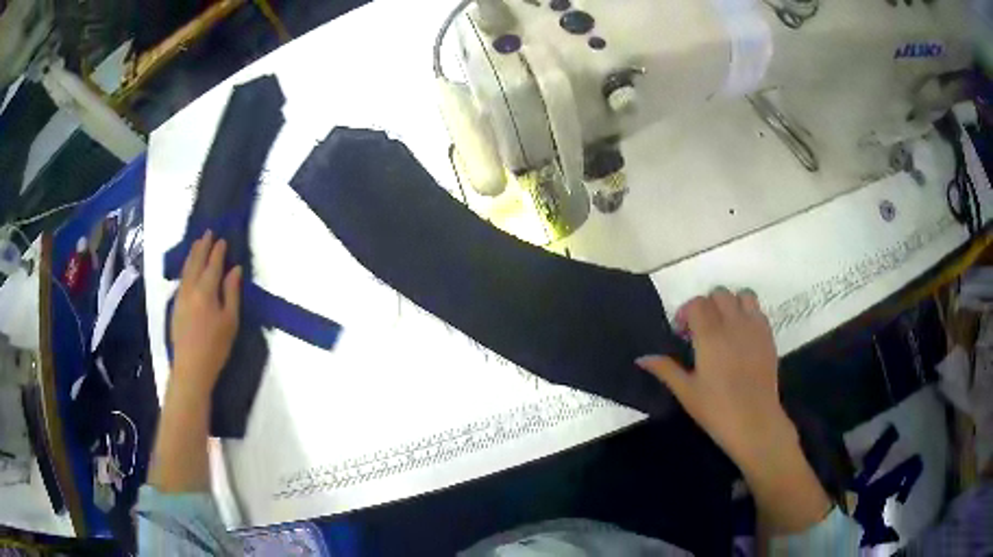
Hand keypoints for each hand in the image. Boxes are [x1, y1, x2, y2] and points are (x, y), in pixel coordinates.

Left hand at [170, 231, 241, 396]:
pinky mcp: (175, 306)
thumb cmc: (215, 346)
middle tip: (207, 233)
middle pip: (196, 262)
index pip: (213, 265)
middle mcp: (191, 288)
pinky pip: (181, 279)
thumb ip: (232, 292)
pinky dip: (186, 268)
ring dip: (192, 254)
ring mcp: (180, 296)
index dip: (218, 251)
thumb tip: (235, 269)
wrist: (191, 368)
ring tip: (197, 244)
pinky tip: (188, 268)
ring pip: (186, 269)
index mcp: (206, 291)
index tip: (222, 239)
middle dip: (202, 247)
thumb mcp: (230, 321)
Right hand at [636, 288, 795, 470]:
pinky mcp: (769, 336)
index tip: (681, 333)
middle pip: (719, 294)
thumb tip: (642, 358)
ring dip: (731, 304)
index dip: (685, 313)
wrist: (754, 422)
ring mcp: (754, 328)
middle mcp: (733, 323)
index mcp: (710, 335)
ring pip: (743, 296)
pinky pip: (758, 311)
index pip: (697, 303)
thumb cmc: (716, 409)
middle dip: (707, 306)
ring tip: (725, 326)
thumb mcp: (686, 392)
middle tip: (701, 330)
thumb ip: (665, 369)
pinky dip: (748, 314)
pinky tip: (742, 336)